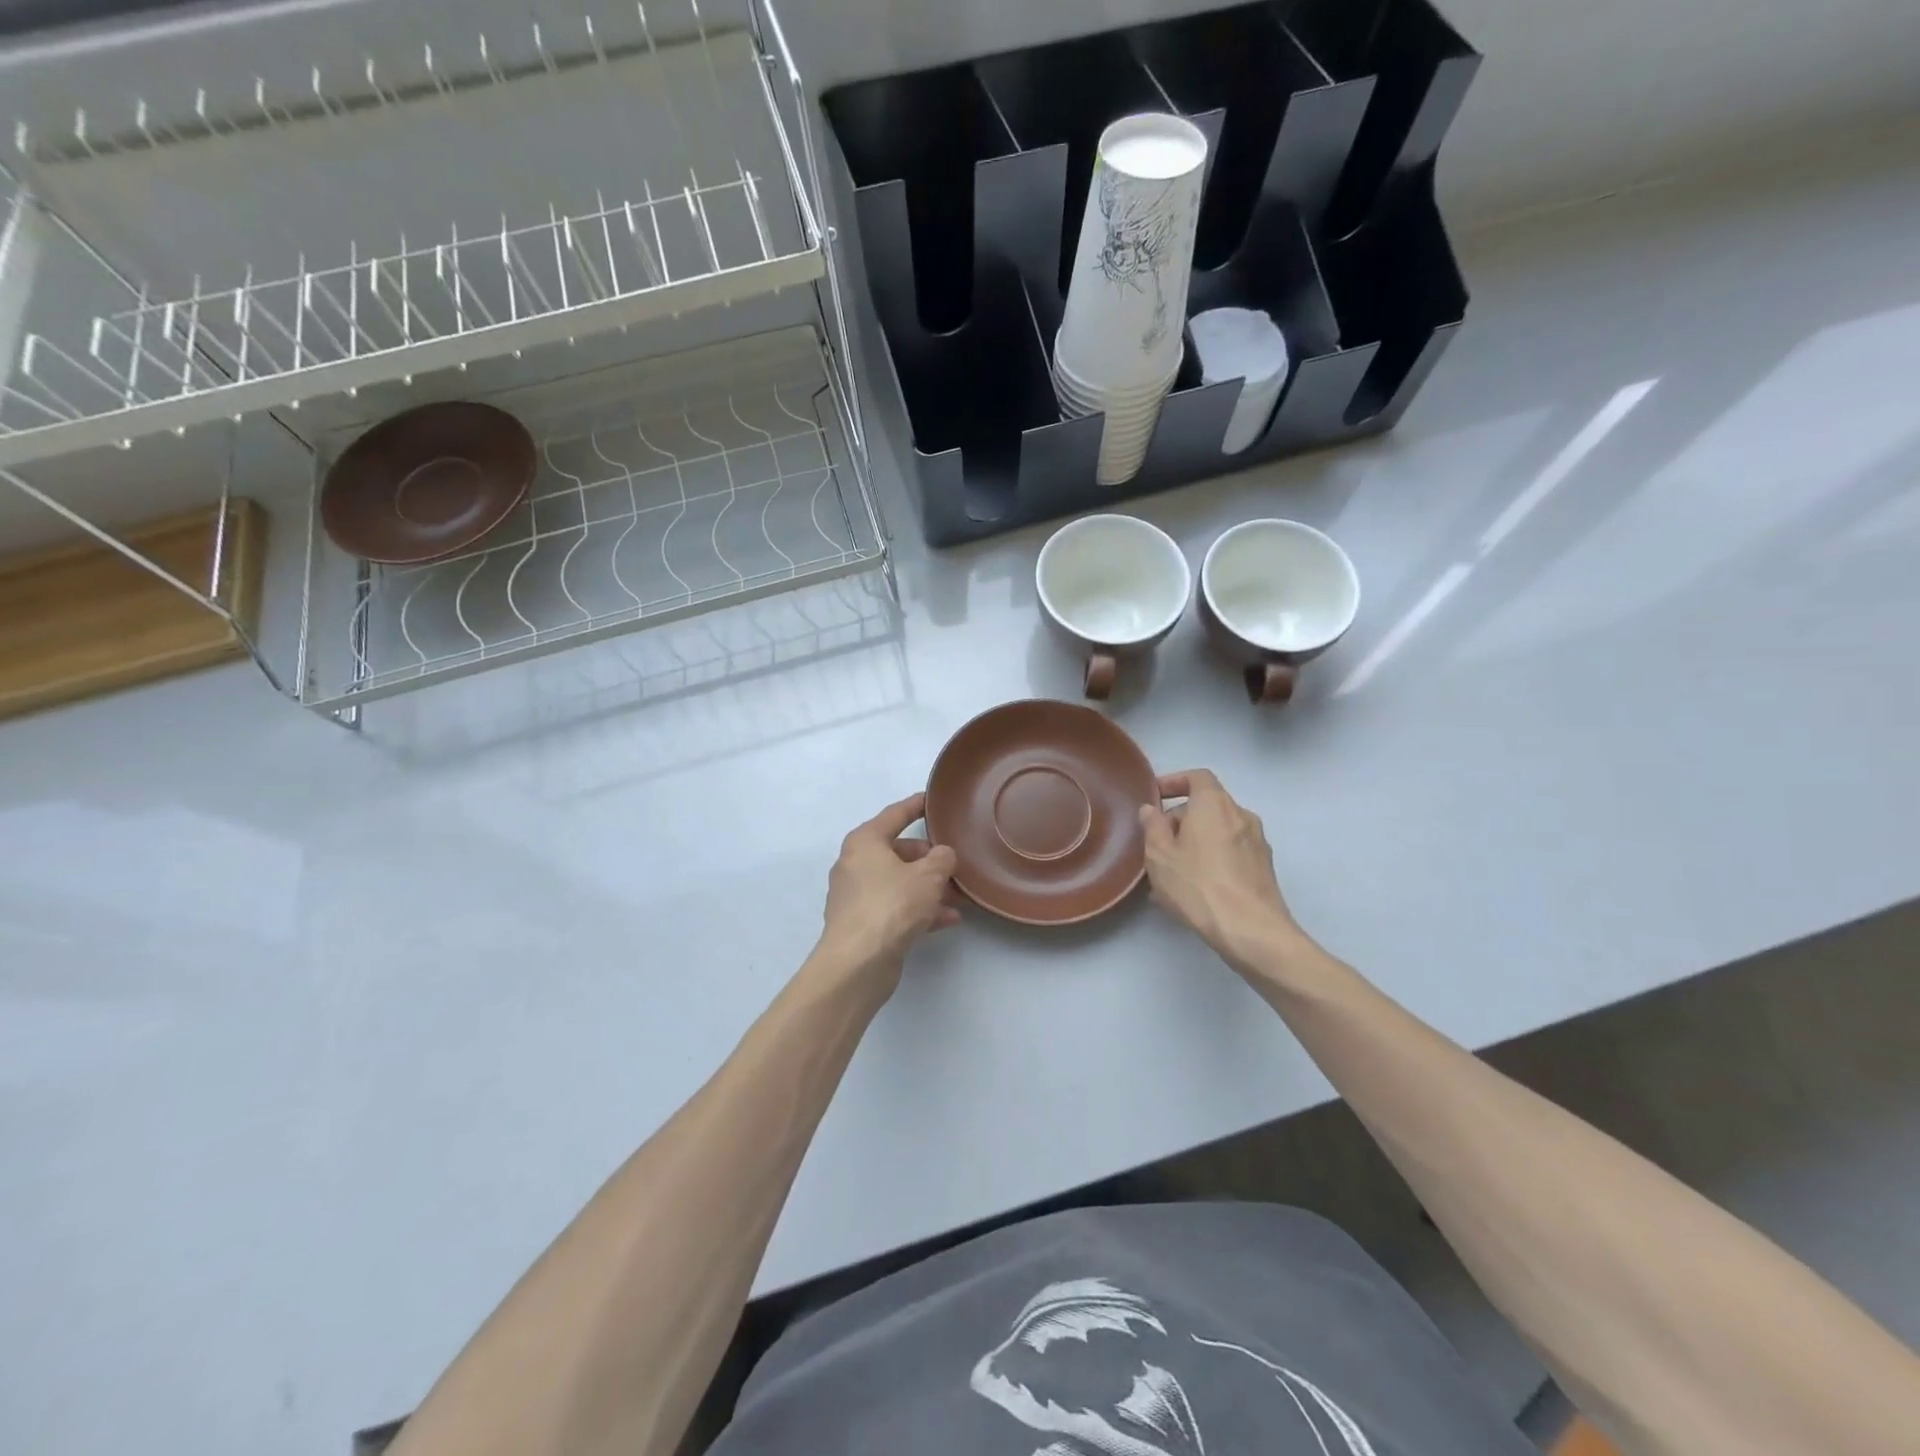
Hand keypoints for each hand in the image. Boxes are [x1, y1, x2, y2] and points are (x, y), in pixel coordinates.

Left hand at [814, 793, 959, 988]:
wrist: (858, 962)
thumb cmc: (892, 905)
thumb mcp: (928, 876)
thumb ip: (942, 859)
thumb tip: (942, 856)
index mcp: (865, 842)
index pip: (895, 815)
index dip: (916, 806)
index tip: (933, 800)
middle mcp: (855, 864)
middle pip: (898, 852)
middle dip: (930, 859)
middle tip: (955, 864)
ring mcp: (856, 896)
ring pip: (899, 882)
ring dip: (929, 888)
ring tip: (959, 896)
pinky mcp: (862, 924)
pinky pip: (896, 907)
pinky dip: (920, 909)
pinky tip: (948, 919)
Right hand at [1138, 770, 1303, 972]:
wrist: (1252, 931)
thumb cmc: (1198, 885)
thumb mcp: (1159, 855)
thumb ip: (1152, 826)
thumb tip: (1151, 810)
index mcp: (1214, 804)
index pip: (1197, 777)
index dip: (1175, 781)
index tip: (1156, 796)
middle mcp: (1241, 815)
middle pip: (1207, 806)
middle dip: (1180, 820)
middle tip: (1157, 844)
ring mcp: (1257, 842)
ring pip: (1218, 833)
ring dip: (1194, 843)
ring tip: (1171, 872)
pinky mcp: (1263, 868)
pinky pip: (1230, 853)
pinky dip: (1211, 859)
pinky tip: (1193, 888)